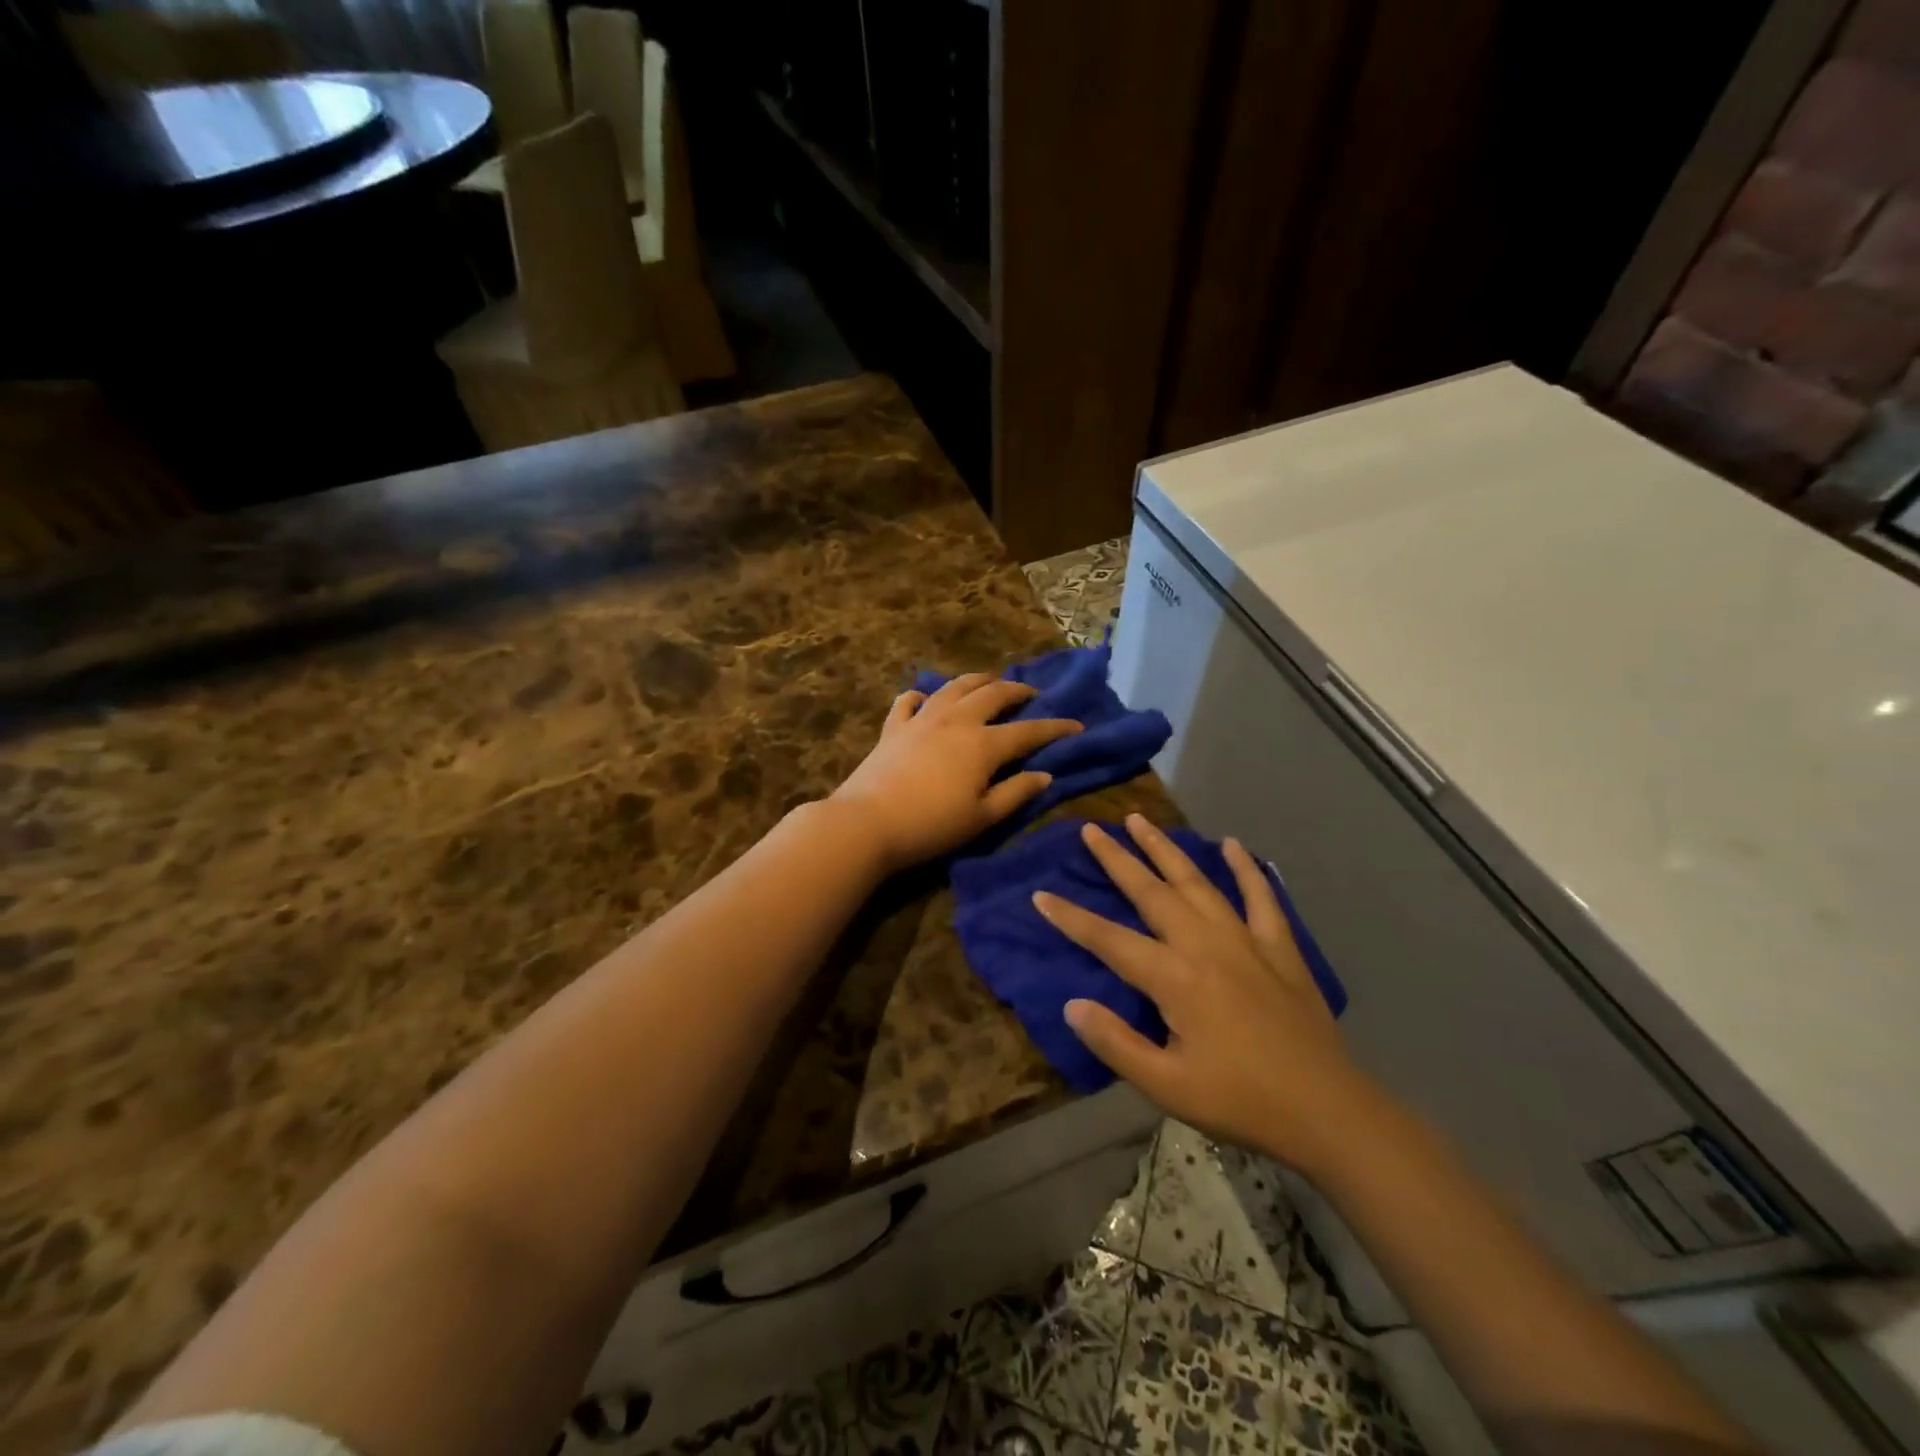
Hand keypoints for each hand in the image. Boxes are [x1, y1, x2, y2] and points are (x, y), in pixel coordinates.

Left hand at [830, 673, 1081, 872]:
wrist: (867, 823)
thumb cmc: (932, 826)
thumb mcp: (982, 817)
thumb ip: (1016, 793)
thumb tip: (1045, 775)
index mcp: (983, 744)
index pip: (1028, 731)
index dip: (1055, 728)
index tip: (1076, 725)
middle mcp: (956, 721)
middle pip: (993, 694)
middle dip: (1016, 690)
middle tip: (1030, 693)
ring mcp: (922, 719)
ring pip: (954, 687)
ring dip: (976, 681)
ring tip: (989, 682)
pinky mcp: (893, 727)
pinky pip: (909, 701)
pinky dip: (922, 695)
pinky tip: (925, 698)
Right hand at [1035, 814, 1381, 1175]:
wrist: (1328, 1111)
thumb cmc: (1241, 1101)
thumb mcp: (1167, 1087)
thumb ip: (1116, 1043)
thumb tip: (1072, 1004)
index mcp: (1174, 978)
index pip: (1108, 939)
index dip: (1070, 918)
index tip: (1040, 894)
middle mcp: (1204, 944)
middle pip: (1150, 892)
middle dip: (1117, 859)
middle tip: (1092, 829)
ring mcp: (1245, 940)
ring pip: (1196, 882)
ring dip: (1165, 849)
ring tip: (1141, 820)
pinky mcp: (1279, 947)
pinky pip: (1261, 896)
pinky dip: (1246, 869)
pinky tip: (1233, 845)